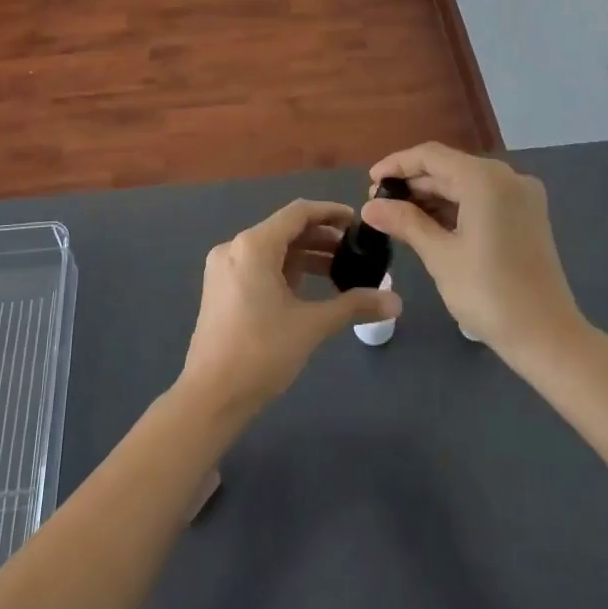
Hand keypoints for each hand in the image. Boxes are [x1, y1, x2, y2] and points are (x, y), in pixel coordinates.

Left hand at [181, 199, 402, 418]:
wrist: (211, 396)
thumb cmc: (262, 352)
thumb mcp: (312, 325)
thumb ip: (353, 306)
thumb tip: (396, 302)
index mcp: (254, 245)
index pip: (298, 213)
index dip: (330, 213)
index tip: (358, 222)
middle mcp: (234, 247)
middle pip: (284, 230)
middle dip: (321, 238)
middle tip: (354, 252)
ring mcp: (223, 268)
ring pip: (271, 250)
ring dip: (304, 256)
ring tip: (339, 271)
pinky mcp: (220, 289)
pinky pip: (258, 266)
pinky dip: (285, 270)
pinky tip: (308, 289)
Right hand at [361, 143, 584, 362]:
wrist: (547, 337)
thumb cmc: (488, 293)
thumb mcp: (439, 255)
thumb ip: (404, 222)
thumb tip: (370, 207)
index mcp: (486, 179)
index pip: (431, 156)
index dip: (397, 165)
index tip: (370, 182)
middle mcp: (507, 178)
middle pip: (449, 168)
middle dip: (413, 185)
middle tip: (379, 206)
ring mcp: (521, 197)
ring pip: (465, 185)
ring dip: (432, 198)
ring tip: (397, 218)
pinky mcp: (527, 217)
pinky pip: (483, 200)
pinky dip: (455, 209)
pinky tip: (429, 226)